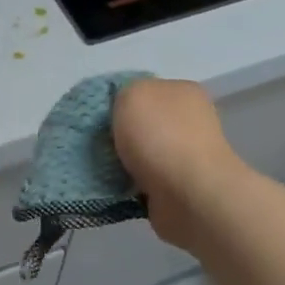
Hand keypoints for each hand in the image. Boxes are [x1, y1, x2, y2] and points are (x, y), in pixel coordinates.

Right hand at [113, 78, 243, 252]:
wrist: (189, 195)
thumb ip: (123, 93)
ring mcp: (187, 156)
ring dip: (121, 161)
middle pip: (141, 122)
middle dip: (117, 133)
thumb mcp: (132, 94)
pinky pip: (142, 180)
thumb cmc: (161, 136)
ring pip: (140, 152)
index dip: (117, 99)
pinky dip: (128, 184)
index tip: (98, 115)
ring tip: (99, 166)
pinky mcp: (179, 187)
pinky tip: (113, 185)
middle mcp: (190, 121)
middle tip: (95, 142)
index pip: (144, 89)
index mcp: (183, 92)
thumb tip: (121, 110)